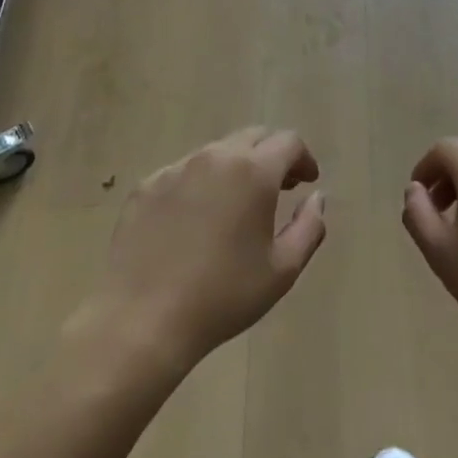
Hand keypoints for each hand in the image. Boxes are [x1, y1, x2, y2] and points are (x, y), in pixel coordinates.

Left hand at [83, 128, 325, 375]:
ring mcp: (175, 169)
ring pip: (216, 152)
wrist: (142, 319)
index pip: (288, 142)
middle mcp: (214, 157)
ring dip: (236, 168)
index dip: (304, 158)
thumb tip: (316, 197)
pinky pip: (183, 172)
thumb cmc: (223, 296)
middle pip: (252, 137)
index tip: (307, 182)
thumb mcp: (283, 269)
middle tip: (279, 188)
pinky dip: (201, 184)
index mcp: (253, 172)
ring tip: (237, 204)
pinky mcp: (146, 187)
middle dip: (272, 156)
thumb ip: (310, 226)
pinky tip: (196, 220)